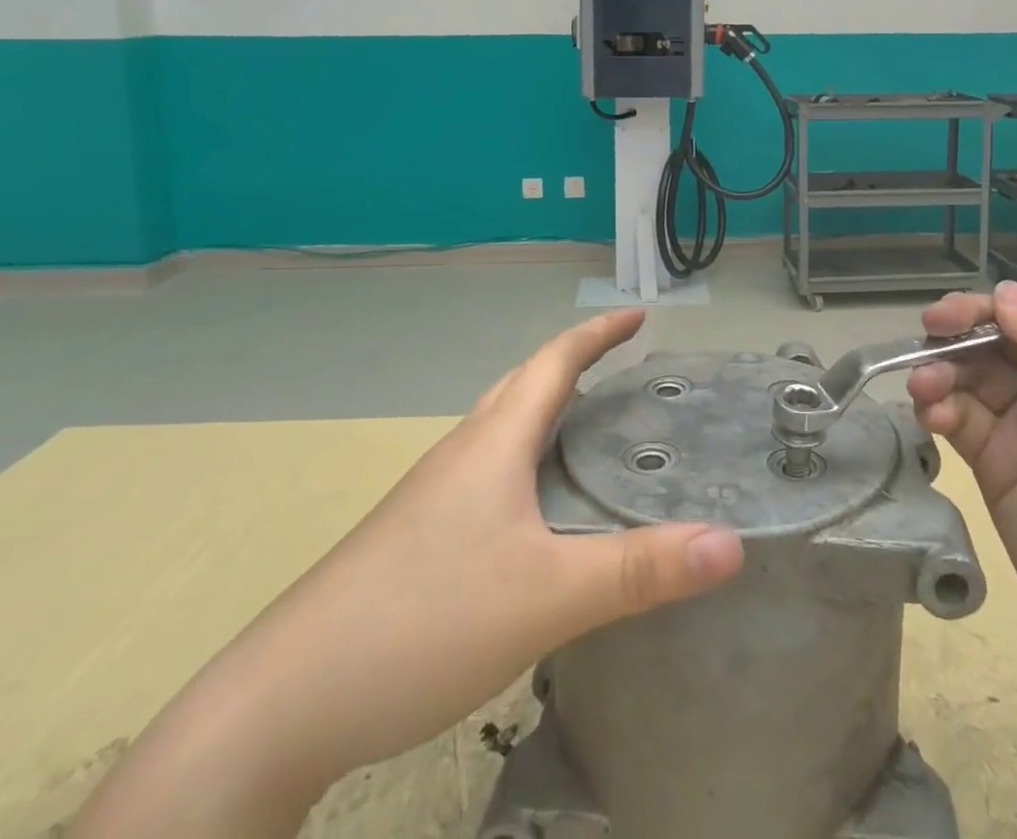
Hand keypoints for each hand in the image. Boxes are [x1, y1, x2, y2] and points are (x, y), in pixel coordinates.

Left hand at [74, 308, 744, 837]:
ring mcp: (431, 495)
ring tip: (586, 424)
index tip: (638, 314)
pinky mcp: (416, 535)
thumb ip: (641, 571)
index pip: (554, 362)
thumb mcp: (547, 597)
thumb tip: (732, 544)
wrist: (284, 702)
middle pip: (523, 385)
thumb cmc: (425, 622)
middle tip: (621, 365)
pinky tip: (533, 508)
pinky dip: (523, 458)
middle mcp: (461, 454)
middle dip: (574, 363)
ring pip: (499, 429)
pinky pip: (484, 470)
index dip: (598, 334)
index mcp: (493, 444)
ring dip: (544, 409)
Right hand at [907, 276, 1016, 700]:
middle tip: (933, 325)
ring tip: (924, 383)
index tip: (996, 301)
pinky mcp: (1002, 464)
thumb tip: (1005, 291)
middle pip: (1010, 331)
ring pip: (976, 371)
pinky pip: (961, 416)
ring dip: (944, 366)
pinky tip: (931, 414)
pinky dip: (940, 406)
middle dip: (969, 323)